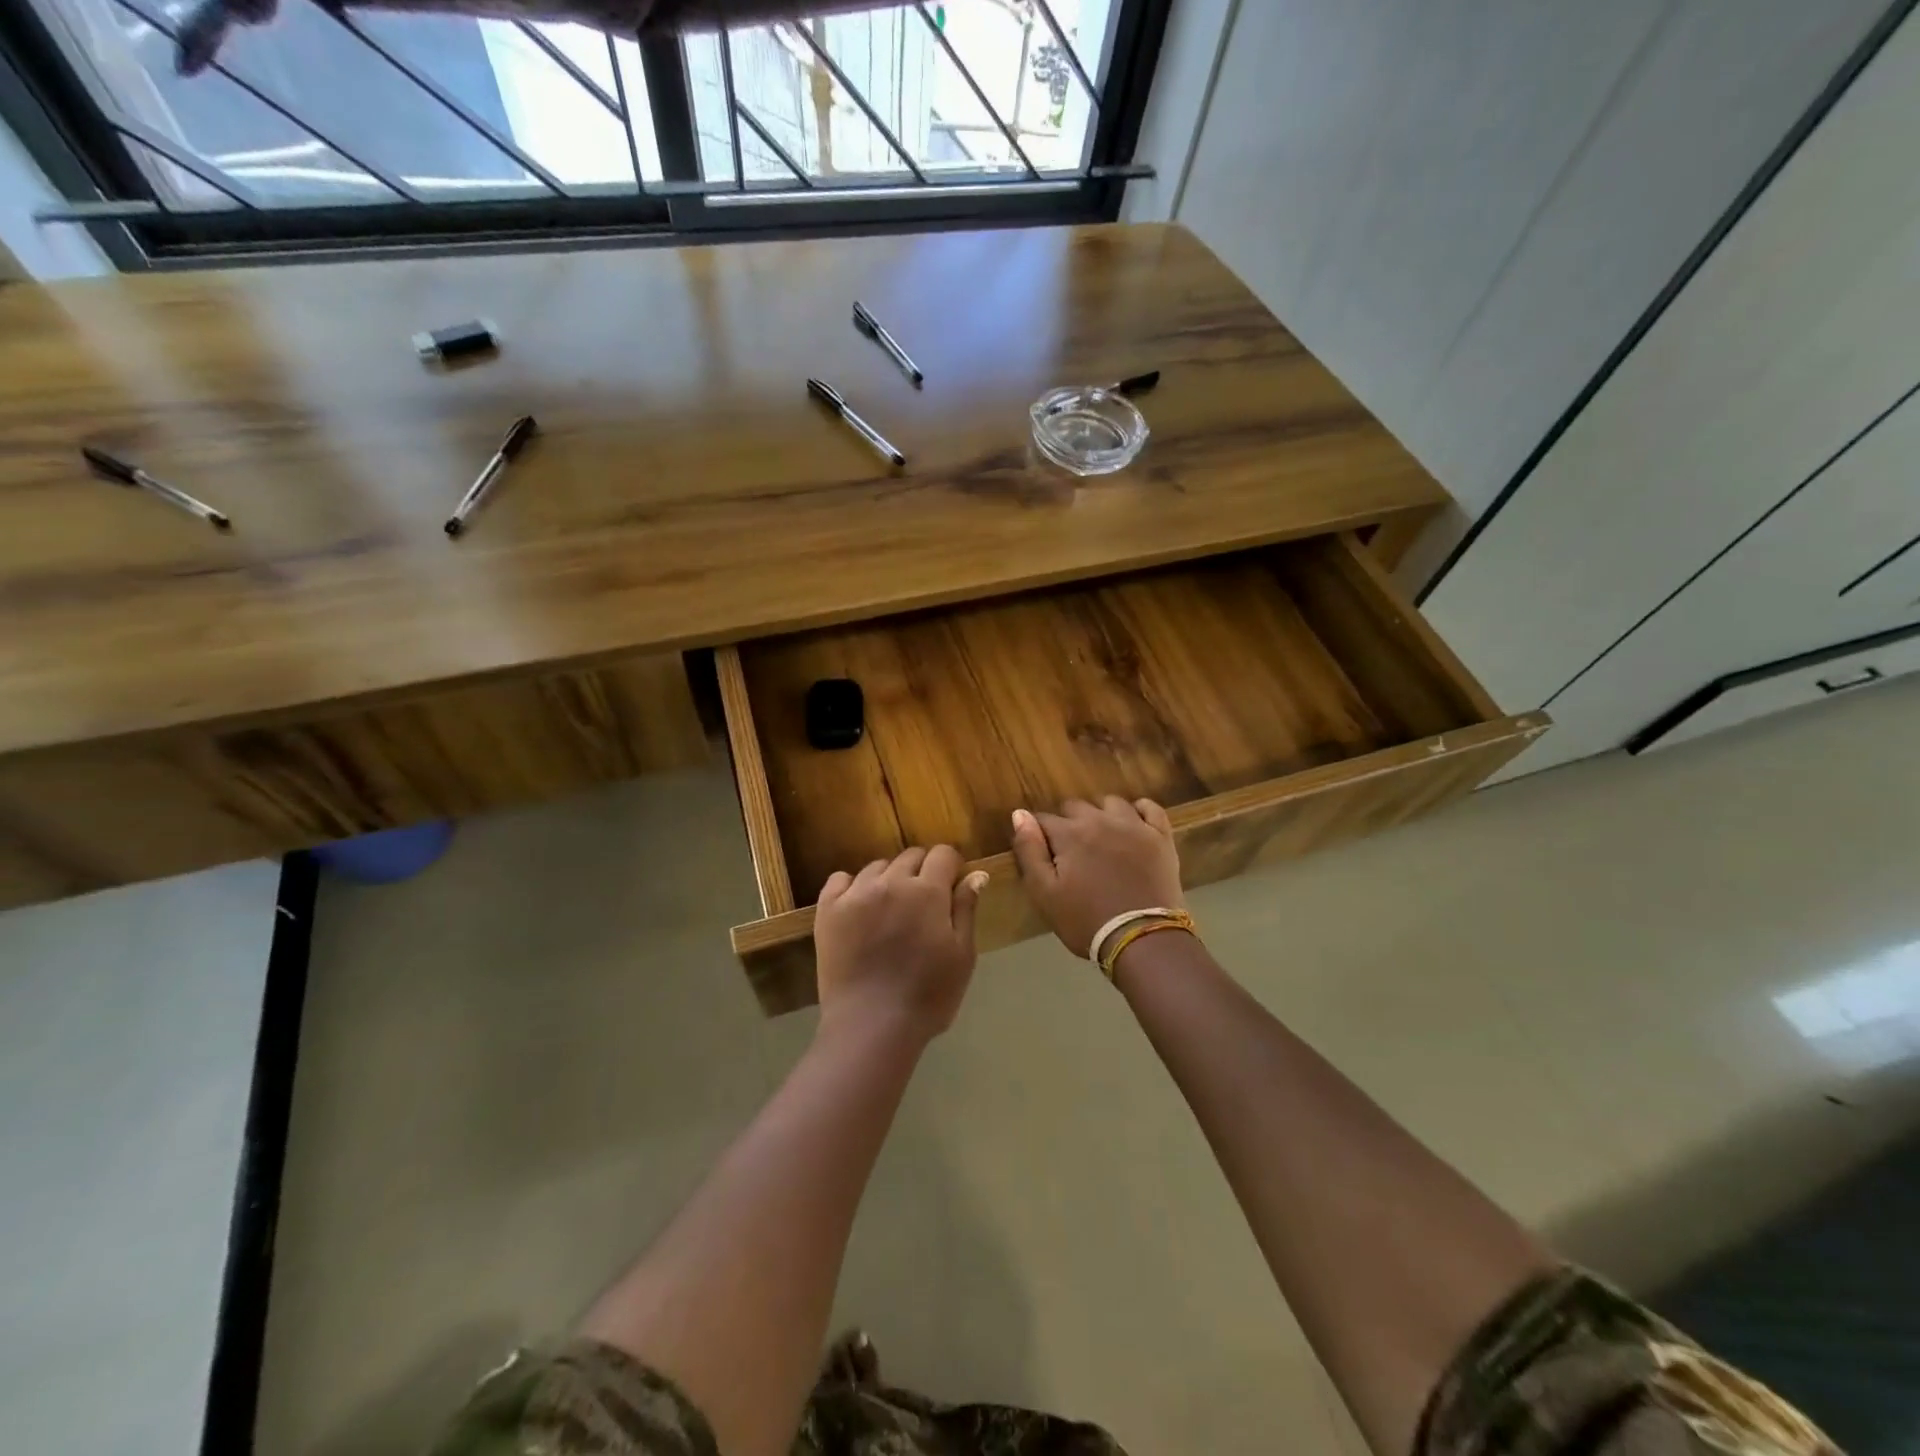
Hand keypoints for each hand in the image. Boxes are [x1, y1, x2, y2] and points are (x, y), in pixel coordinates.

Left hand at [814, 846, 986, 1042]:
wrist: (870, 1026)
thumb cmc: (928, 996)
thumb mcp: (962, 955)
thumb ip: (966, 909)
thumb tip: (976, 873)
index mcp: (927, 891)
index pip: (943, 854)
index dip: (951, 867)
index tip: (951, 887)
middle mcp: (890, 882)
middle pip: (910, 856)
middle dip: (922, 871)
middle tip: (923, 903)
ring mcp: (855, 894)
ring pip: (877, 867)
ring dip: (889, 879)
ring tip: (891, 909)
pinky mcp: (828, 910)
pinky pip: (840, 880)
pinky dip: (852, 886)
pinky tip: (859, 908)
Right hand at [1009, 797, 1183, 957]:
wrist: (1142, 940)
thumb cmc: (1086, 921)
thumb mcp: (1044, 893)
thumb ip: (1029, 850)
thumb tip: (1020, 814)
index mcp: (1069, 833)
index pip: (1043, 819)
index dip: (1039, 834)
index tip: (1044, 854)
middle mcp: (1100, 820)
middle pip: (1075, 806)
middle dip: (1068, 823)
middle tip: (1072, 852)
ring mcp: (1134, 825)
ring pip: (1111, 803)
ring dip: (1101, 814)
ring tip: (1101, 838)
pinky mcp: (1160, 837)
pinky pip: (1150, 807)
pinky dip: (1139, 810)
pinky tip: (1133, 823)